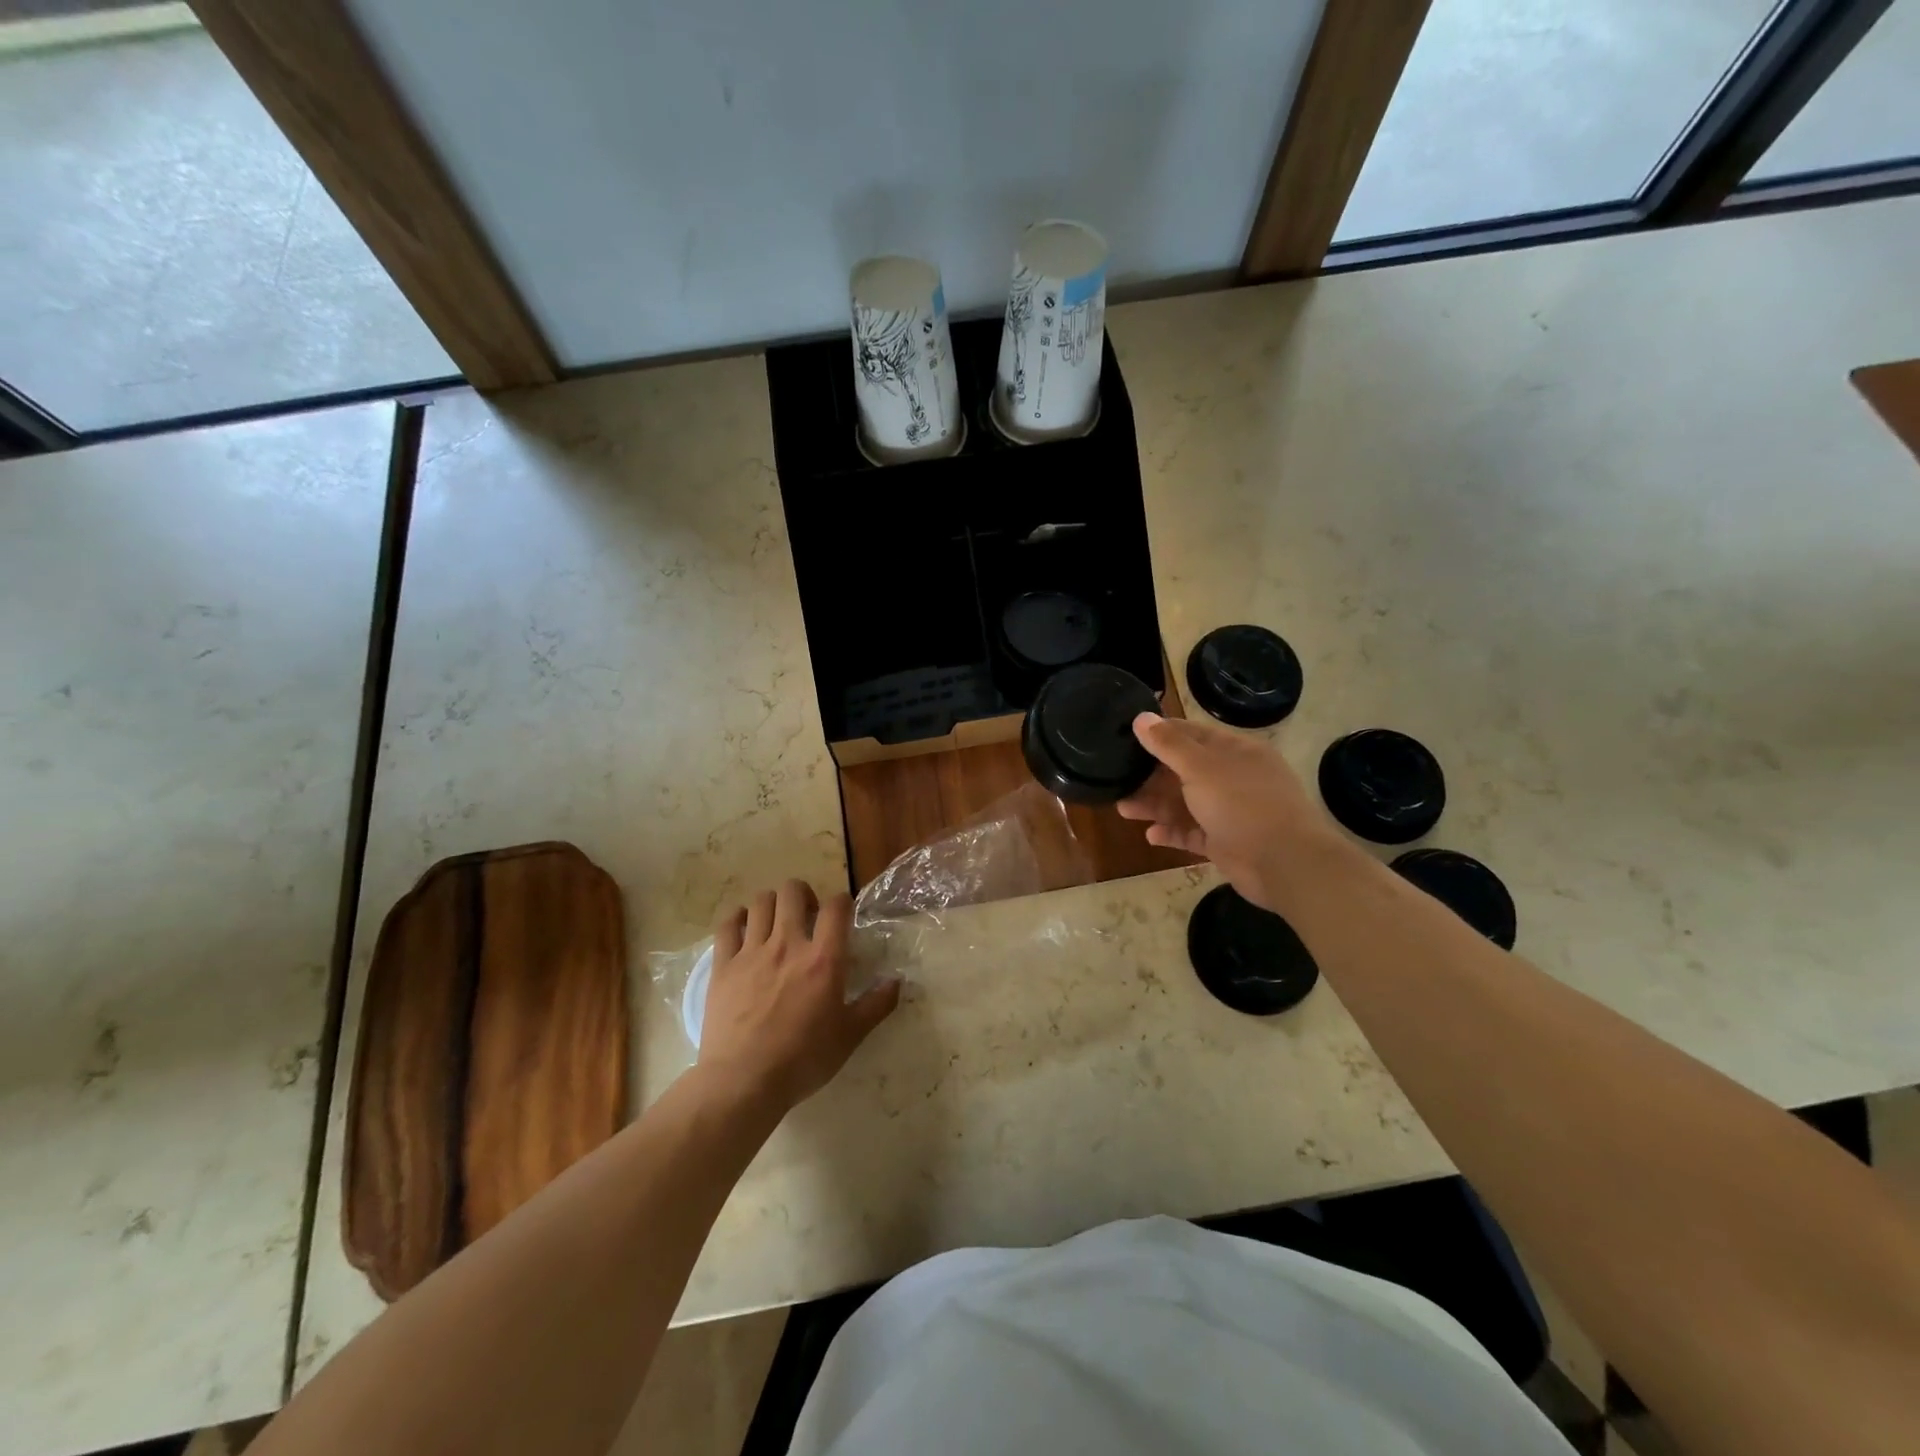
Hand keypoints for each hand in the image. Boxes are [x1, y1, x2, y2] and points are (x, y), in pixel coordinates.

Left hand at [697, 878, 899, 1112]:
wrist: (743, 1082)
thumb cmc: (803, 1060)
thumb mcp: (850, 1036)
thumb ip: (876, 1005)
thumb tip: (897, 982)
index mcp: (823, 959)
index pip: (837, 906)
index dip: (842, 902)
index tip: (842, 915)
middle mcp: (788, 944)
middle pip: (793, 891)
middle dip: (803, 894)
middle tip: (807, 916)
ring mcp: (752, 952)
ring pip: (760, 902)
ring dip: (772, 904)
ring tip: (776, 922)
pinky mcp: (723, 965)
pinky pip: (728, 925)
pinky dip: (737, 918)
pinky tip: (743, 927)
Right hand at [1118, 713, 1339, 912]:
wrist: (1284, 863)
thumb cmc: (1242, 804)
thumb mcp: (1200, 768)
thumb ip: (1168, 744)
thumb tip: (1140, 717)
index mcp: (1235, 752)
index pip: (1192, 734)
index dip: (1161, 733)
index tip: (1128, 736)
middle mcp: (1234, 778)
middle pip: (1184, 771)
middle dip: (1151, 776)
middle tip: (1118, 778)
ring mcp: (1230, 812)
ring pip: (1185, 804)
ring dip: (1155, 806)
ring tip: (1124, 809)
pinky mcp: (1225, 842)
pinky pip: (1192, 833)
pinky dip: (1172, 833)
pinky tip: (1151, 835)